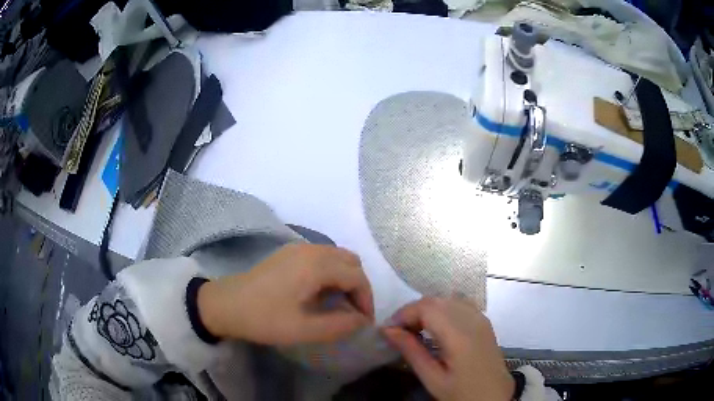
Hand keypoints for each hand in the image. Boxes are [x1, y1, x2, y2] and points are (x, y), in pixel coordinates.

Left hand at [197, 243, 374, 344]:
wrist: (225, 305)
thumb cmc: (264, 318)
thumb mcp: (304, 330)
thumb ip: (340, 325)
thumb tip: (361, 321)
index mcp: (316, 265)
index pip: (357, 276)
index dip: (366, 300)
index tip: (363, 322)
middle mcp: (311, 249)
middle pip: (350, 261)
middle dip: (358, 286)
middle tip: (353, 312)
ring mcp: (298, 248)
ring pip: (337, 257)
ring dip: (345, 279)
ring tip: (339, 305)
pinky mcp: (288, 253)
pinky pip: (321, 257)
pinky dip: (331, 273)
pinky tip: (320, 294)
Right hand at [382, 298, 513, 400]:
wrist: (494, 397)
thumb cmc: (461, 393)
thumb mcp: (433, 378)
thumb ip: (411, 351)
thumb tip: (387, 330)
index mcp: (459, 335)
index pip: (426, 308)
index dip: (404, 313)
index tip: (388, 330)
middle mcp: (472, 319)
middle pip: (436, 300)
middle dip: (413, 311)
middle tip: (399, 332)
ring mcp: (481, 318)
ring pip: (447, 299)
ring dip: (427, 310)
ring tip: (415, 330)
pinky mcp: (485, 321)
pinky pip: (460, 304)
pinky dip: (443, 309)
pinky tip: (437, 327)